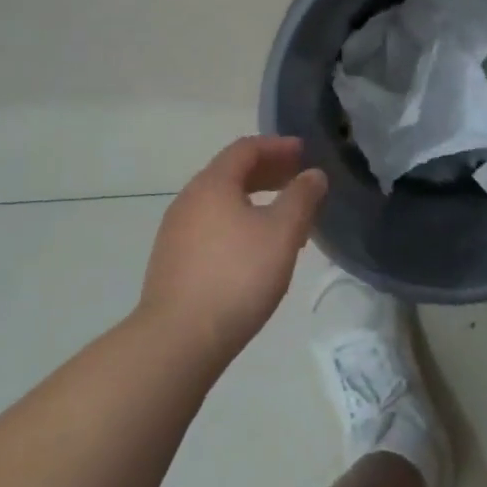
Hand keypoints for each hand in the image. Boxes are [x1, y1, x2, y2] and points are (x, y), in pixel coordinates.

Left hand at [139, 136, 328, 367]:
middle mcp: (189, 199)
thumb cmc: (236, 277)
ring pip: (222, 202)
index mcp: (213, 184)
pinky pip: (212, 225)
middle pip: (231, 172)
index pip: (246, 148)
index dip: (278, 146)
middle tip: (298, 180)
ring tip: (285, 218)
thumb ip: (301, 198)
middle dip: (268, 171)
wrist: (178, 340)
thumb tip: (313, 174)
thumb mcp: (282, 233)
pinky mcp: (173, 261)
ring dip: (255, 199)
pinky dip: (239, 222)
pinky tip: (257, 249)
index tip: (304, 152)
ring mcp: (176, 231)